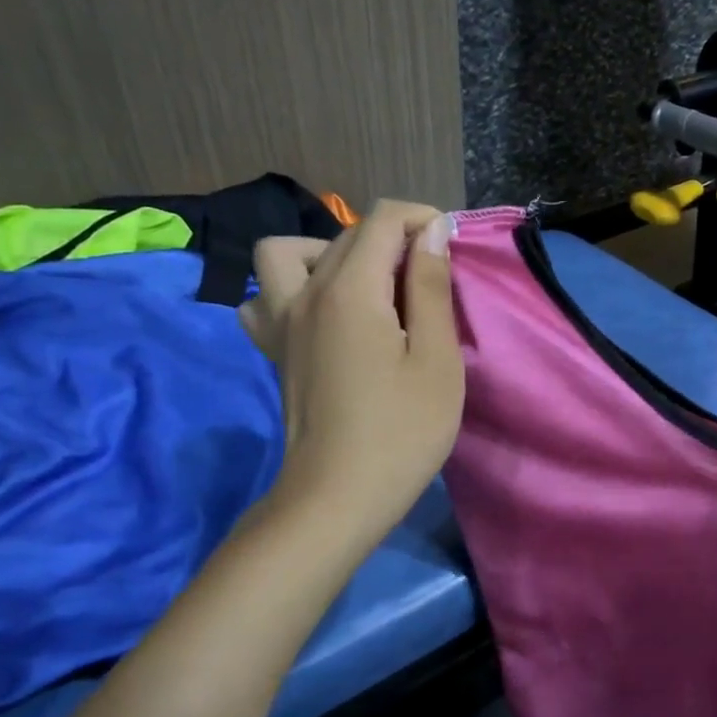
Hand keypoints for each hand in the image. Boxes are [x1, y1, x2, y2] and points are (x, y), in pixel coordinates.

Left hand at [239, 201, 463, 558]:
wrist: (337, 496)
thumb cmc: (402, 431)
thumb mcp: (436, 359)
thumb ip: (431, 288)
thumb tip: (431, 233)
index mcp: (350, 289)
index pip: (384, 219)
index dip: (424, 220)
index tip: (452, 248)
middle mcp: (305, 293)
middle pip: (348, 234)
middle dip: (394, 239)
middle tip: (428, 281)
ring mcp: (280, 322)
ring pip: (287, 254)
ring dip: (330, 254)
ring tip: (365, 287)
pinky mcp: (273, 350)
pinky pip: (264, 298)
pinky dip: (290, 290)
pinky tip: (321, 317)